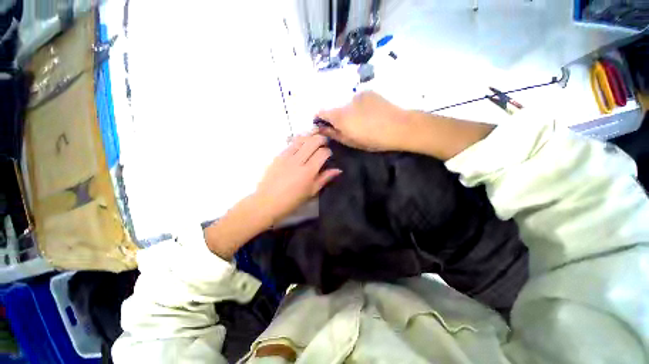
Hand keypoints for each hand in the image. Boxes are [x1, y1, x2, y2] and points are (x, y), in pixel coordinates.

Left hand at [254, 133, 341, 223]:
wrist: (268, 201)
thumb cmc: (292, 200)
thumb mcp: (311, 192)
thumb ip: (324, 178)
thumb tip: (338, 170)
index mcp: (308, 172)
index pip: (322, 153)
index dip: (328, 151)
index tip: (329, 154)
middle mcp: (298, 160)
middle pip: (313, 141)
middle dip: (321, 139)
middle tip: (324, 142)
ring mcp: (286, 156)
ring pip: (301, 139)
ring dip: (310, 136)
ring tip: (314, 137)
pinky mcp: (278, 155)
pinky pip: (290, 143)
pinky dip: (299, 140)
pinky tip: (301, 142)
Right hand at [316, 91, 408, 151]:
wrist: (399, 127)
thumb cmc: (373, 140)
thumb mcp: (351, 141)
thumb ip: (333, 134)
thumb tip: (320, 128)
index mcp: (339, 116)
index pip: (321, 112)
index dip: (320, 119)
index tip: (325, 126)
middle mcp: (345, 102)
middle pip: (336, 109)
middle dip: (338, 118)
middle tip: (350, 127)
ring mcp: (358, 95)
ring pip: (348, 104)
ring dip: (350, 112)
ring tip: (364, 120)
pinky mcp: (369, 92)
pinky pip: (359, 100)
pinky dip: (360, 106)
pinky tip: (371, 113)